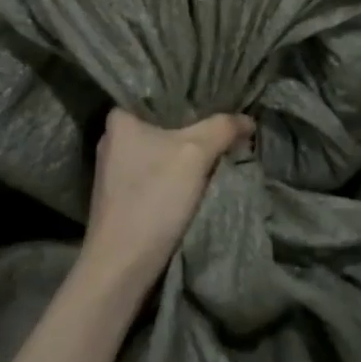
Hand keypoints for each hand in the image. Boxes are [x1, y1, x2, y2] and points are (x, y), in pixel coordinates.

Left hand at [80, 109, 252, 299]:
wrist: (121, 269)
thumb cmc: (153, 199)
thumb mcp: (196, 153)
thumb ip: (223, 128)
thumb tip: (248, 120)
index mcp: (119, 119)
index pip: (158, 92)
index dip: (189, 92)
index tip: (216, 93)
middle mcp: (112, 140)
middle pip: (162, 122)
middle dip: (192, 123)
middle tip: (224, 118)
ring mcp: (115, 172)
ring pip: (161, 148)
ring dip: (186, 150)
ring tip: (218, 143)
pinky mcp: (122, 198)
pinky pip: (157, 171)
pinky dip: (177, 171)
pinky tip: (199, 174)